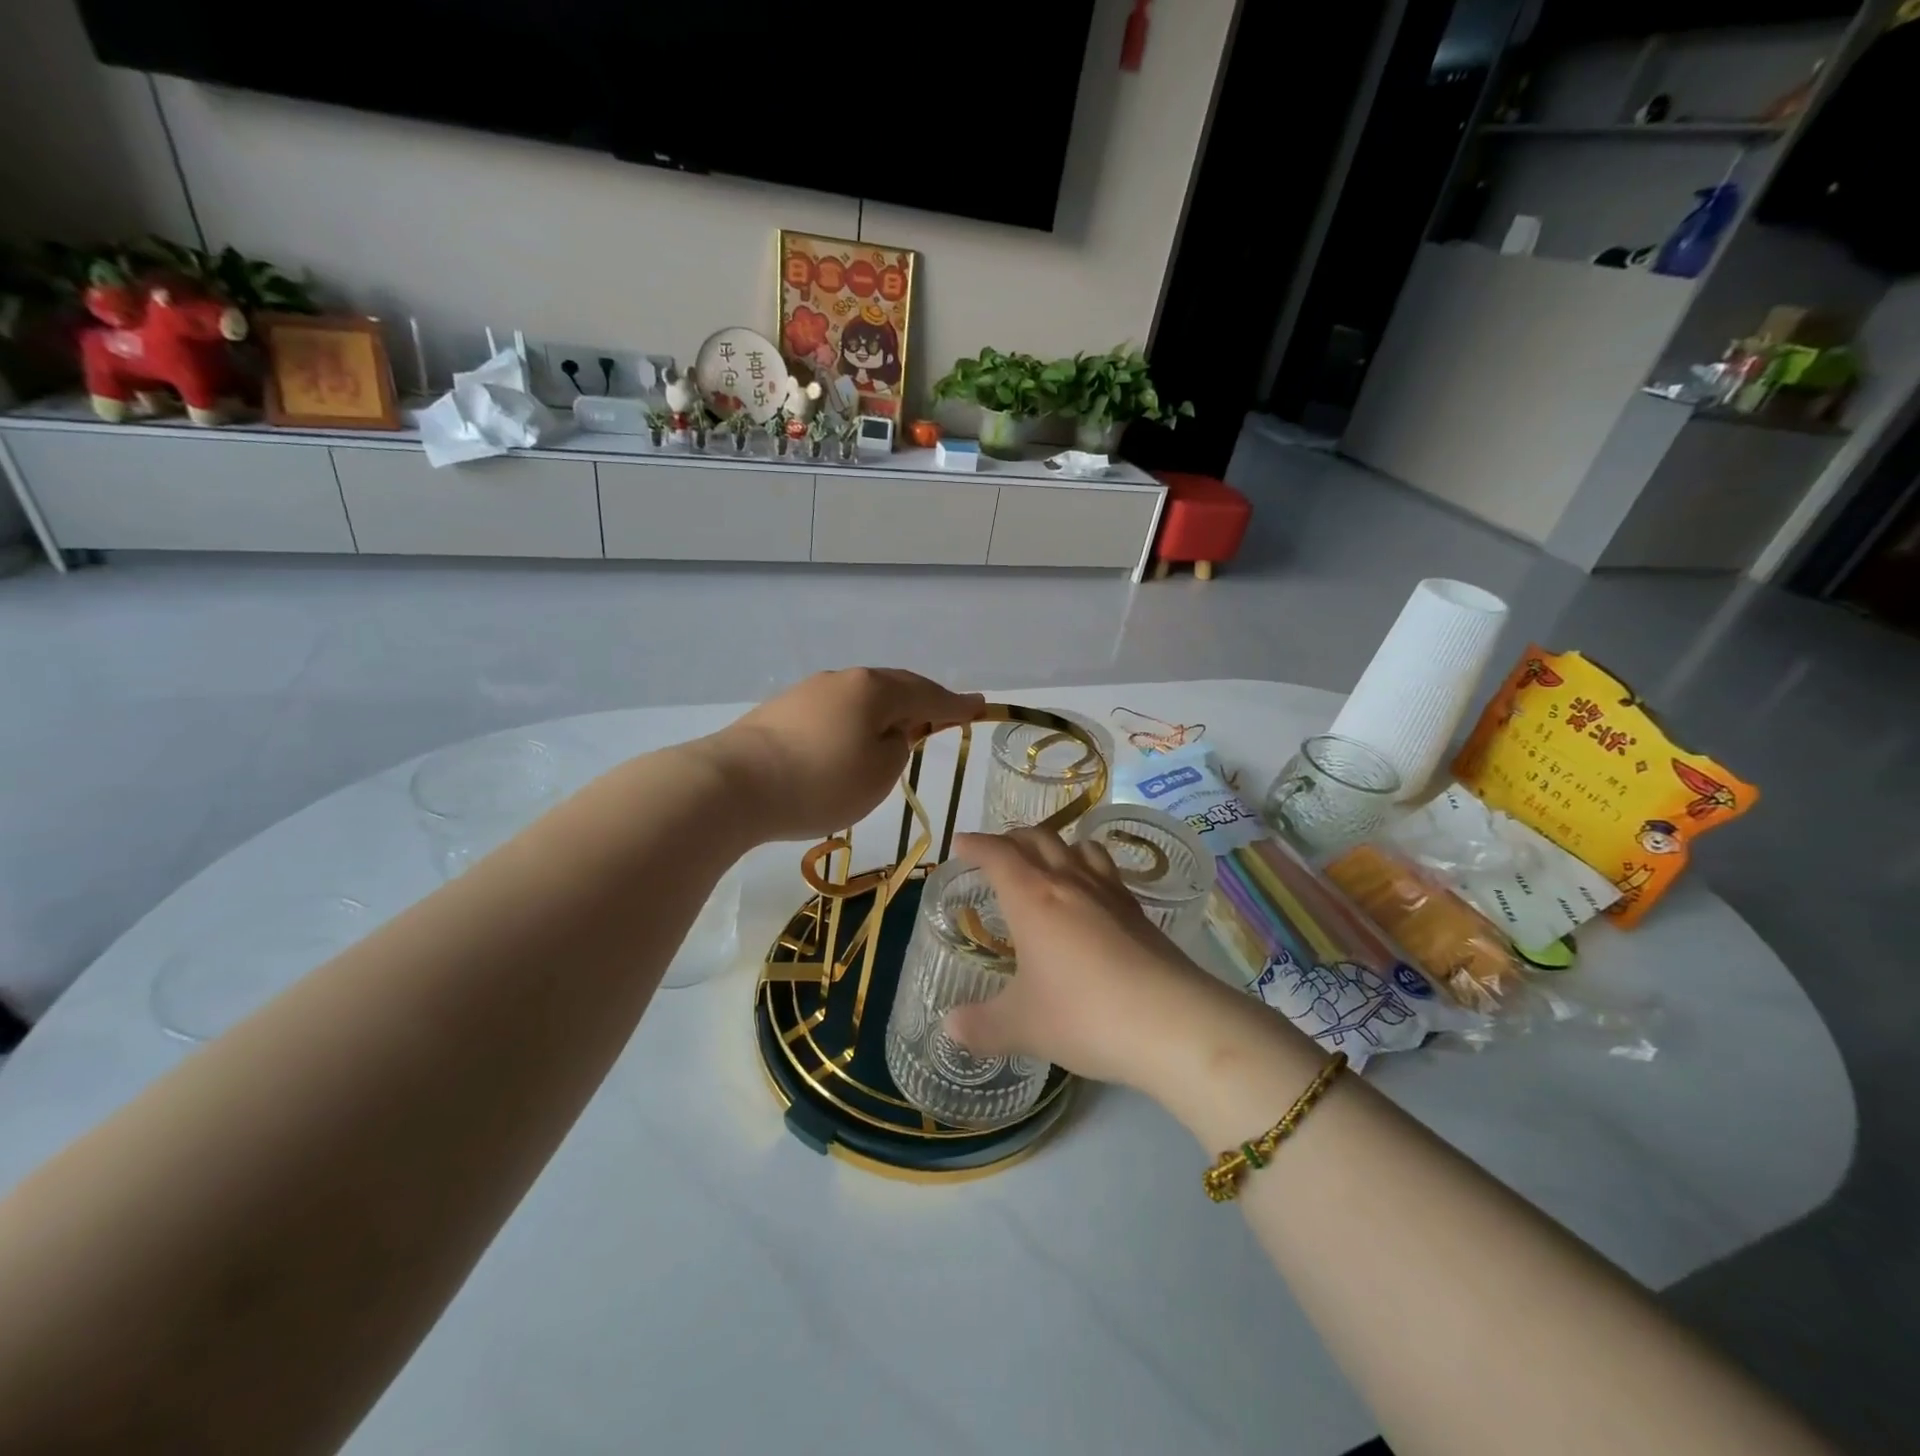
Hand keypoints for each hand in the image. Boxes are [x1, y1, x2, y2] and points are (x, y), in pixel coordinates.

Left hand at [702, 668, 982, 841]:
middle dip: (922, 700)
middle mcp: (844, 680)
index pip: (928, 695)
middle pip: (895, 686)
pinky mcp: (783, 710)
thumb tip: (890, 732)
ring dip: (886, 711)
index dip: (957, 705)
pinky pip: (836, 709)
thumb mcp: (879, 773)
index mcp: (876, 689)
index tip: (980, 705)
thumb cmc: (820, 781)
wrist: (733, 785)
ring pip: (862, 696)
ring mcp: (809, 691)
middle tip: (944, 714)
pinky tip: (851, 739)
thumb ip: (898, 747)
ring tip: (898, 730)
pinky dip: (855, 721)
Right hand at [943, 828, 1246, 1090]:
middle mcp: (1070, 883)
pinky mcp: (1139, 912)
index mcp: (1033, 898)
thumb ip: (981, 1026)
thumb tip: (950, 1027)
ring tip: (1046, 861)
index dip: (976, 845)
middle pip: (1038, 839)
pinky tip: (1091, 895)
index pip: (998, 855)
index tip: (961, 843)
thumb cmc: (1084, 1015)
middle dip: (1012, 839)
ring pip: (1078, 847)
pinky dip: (1089, 867)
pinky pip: (1106, 871)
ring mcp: (1109, 893)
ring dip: (1055, 845)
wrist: (1172, 1023)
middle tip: (996, 851)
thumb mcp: (1022, 1027)